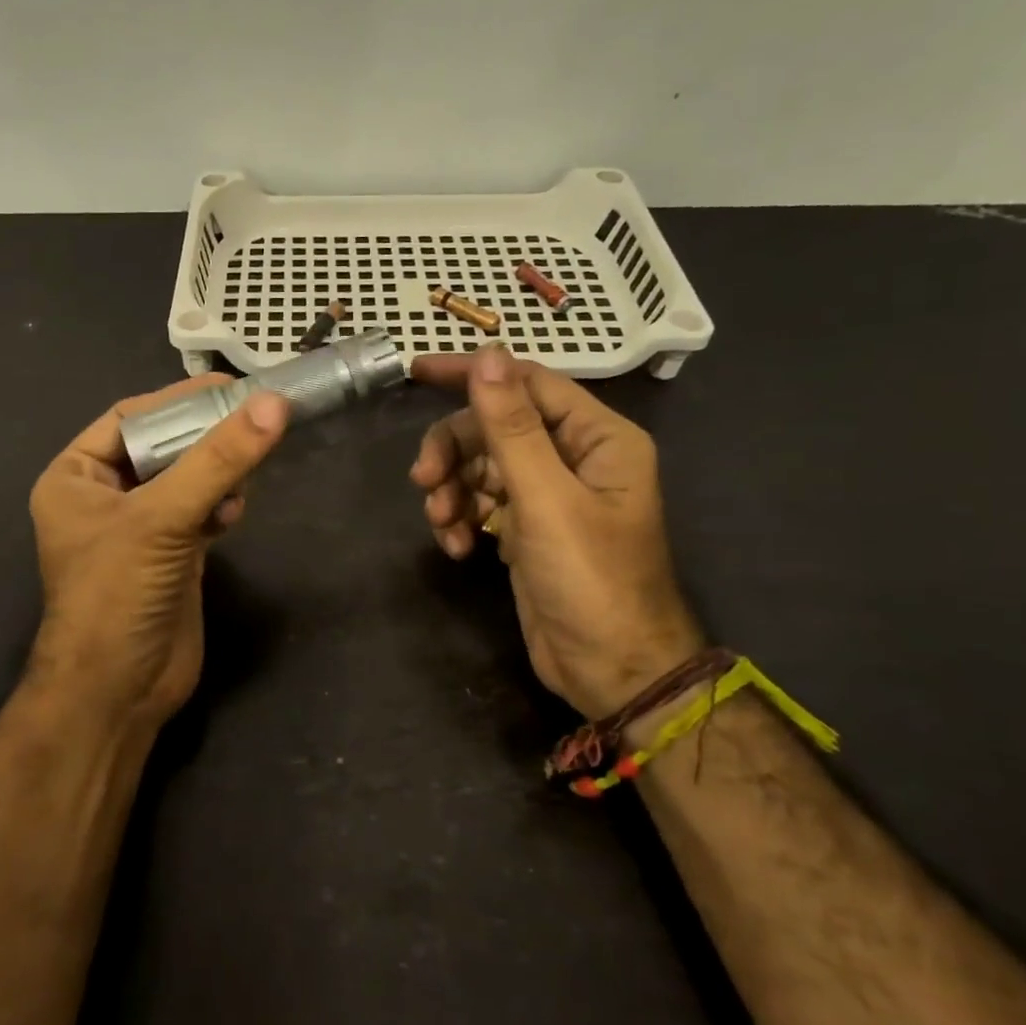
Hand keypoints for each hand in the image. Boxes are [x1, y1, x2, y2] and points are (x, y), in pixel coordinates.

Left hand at [27, 376, 289, 729]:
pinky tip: (235, 512)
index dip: (178, 399)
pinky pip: (200, 511)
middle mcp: (104, 497)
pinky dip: (221, 505)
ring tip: (245, 475)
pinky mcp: (171, 555)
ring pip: (187, 479)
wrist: (119, 691)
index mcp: (75, 477)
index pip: (130, 419)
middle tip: (254, 419)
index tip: (229, 386)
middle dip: (205, 437)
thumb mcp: (162, 518)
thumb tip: (272, 404)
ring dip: (218, 473)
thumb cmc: (117, 594)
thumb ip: (217, 461)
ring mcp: (139, 529)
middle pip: (164, 447)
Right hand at [410, 345, 702, 719]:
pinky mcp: (526, 528)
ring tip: (442, 522)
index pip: (526, 383)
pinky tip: (456, 547)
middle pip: (495, 427)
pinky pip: (482, 503)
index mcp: (596, 438)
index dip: (472, 373)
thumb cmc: (589, 579)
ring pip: (481, 466)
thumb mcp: (545, 498)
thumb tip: (487, 355)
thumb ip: (511, 426)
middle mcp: (574, 457)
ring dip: (453, 489)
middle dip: (454, 451)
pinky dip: (461, 518)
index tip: (416, 372)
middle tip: (423, 479)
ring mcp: (548, 495)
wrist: (609, 670)